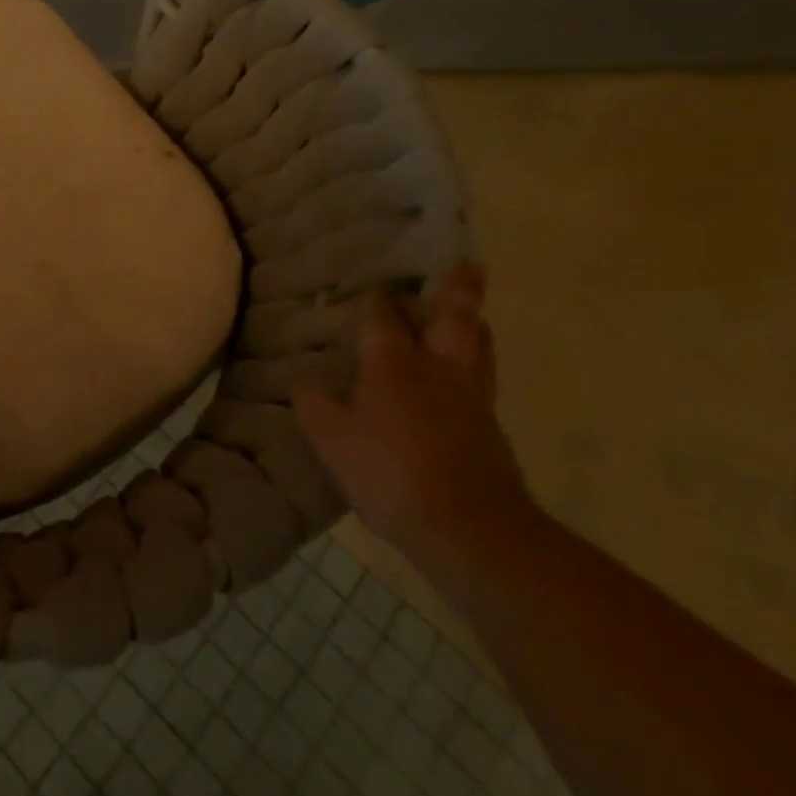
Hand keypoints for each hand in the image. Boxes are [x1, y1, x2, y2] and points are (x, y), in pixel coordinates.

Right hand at [292, 262, 534, 571]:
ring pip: (479, 347)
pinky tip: (464, 378)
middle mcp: (438, 370)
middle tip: (467, 265)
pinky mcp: (492, 429)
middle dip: (458, 290)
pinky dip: (477, 364)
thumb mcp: (332, 441)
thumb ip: (315, 407)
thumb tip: (303, 383)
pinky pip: (484, 380)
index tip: (373, 285)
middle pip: (454, 319)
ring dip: (474, 325)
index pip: (385, 318)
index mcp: (395, 365)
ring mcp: (472, 399)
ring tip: (472, 315)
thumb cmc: (392, 474)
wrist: (471, 530)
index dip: (378, 299)